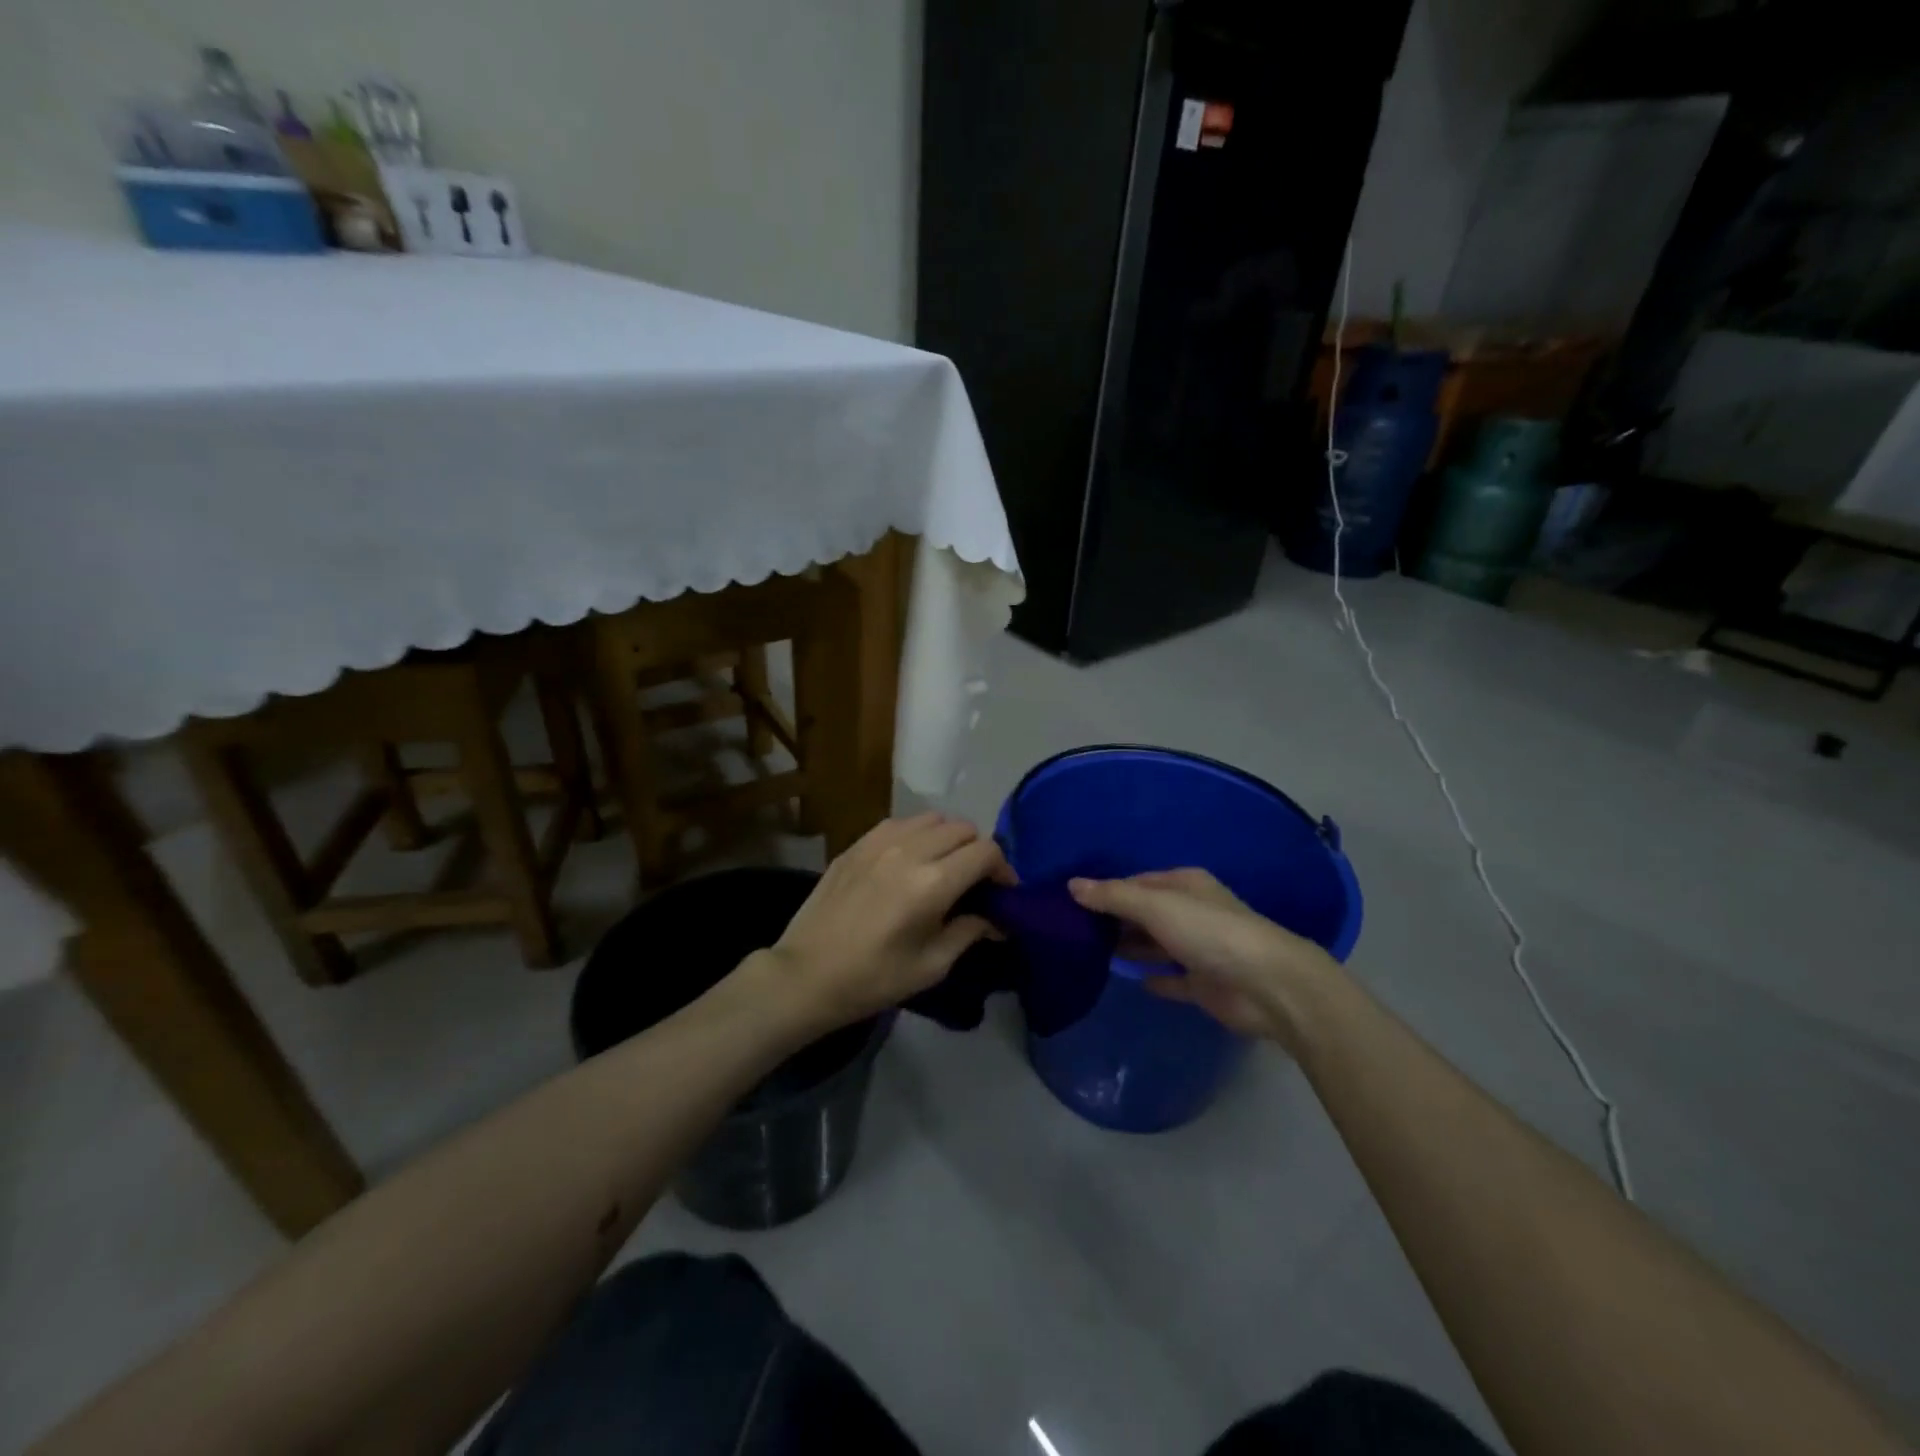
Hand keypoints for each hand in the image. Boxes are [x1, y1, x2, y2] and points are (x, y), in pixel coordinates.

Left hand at [759, 813, 1013, 1029]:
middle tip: (974, 881)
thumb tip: (996, 919)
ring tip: (942, 866)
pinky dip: (916, 835)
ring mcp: (879, 841)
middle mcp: (909, 850)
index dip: (1003, 869)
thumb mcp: (931, 966)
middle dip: (977, 851)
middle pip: (963, 828)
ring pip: (932, 818)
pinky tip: (909, 861)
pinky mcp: (857, 843)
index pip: (986, 851)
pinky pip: (900, 823)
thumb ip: (969, 932)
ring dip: (948, 838)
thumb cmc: (873, 979)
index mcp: (932, 883)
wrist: (806, 975)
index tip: (1002, 892)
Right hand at [1067, 869, 1338, 1048]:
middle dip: (1114, 919)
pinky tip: (1131, 981)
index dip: (1106, 890)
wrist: (1266, 985)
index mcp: (1184, 885)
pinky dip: (1154, 978)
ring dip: (1130, 947)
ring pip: (1156, 944)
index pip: (1136, 882)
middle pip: (1145, 913)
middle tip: (1073, 930)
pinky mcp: (1204, 984)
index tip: (1072, 903)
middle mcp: (1191, 912)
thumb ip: (1113, 896)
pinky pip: (1172, 978)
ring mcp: (1199, 949)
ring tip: (1090, 953)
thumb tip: (1071, 885)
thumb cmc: (1208, 932)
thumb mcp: (1155, 906)